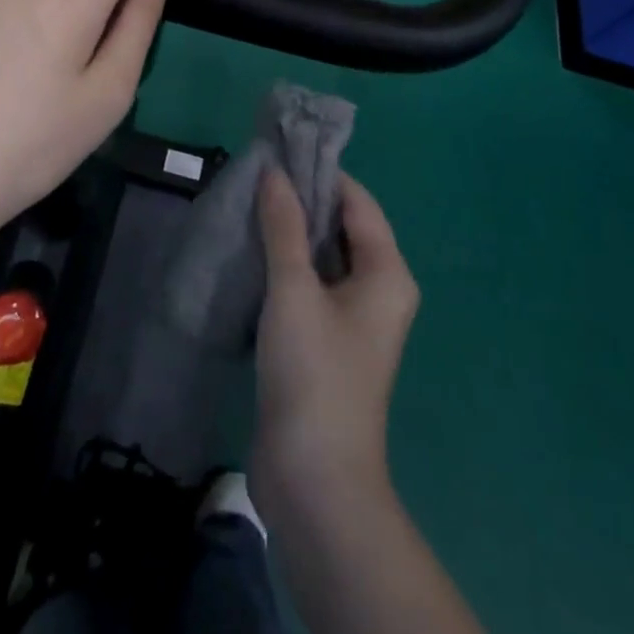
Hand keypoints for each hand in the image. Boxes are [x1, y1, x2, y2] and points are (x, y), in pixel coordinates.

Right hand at [252, 169, 419, 519]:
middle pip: (341, 227)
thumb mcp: (294, 290)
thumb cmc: (313, 373)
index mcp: (386, 272)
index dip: (321, 174)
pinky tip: (250, 253)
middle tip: (256, 176)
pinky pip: (309, 286)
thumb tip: (274, 172)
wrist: (314, 481)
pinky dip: (285, 266)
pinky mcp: (327, 342)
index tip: (279, 151)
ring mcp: (353, 319)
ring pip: (322, 258)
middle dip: (302, 202)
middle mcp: (378, 290)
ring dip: (289, 234)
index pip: (356, 201)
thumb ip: (283, 226)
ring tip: (247, 206)